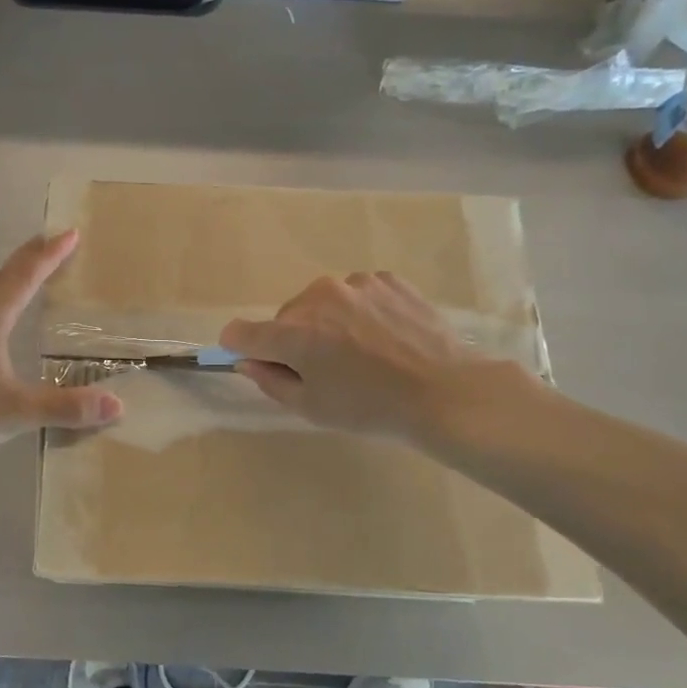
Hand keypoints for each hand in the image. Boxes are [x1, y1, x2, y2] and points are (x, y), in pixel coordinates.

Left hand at [0, 231, 122, 460]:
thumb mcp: (17, 412)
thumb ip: (65, 407)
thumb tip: (116, 404)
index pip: (24, 278)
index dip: (49, 256)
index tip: (70, 234)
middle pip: (4, 277)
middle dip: (31, 256)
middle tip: (54, 240)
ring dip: (14, 276)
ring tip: (33, 270)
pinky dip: (2, 298)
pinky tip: (3, 318)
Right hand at [219, 272, 532, 446]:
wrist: (447, 392)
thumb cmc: (372, 408)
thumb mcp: (312, 407)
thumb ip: (269, 381)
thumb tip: (246, 361)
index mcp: (294, 332)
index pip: (242, 332)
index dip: (239, 346)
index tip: (253, 358)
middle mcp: (318, 297)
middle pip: (286, 317)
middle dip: (294, 339)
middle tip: (325, 369)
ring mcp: (355, 283)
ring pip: (322, 302)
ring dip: (327, 322)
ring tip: (360, 352)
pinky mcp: (385, 278)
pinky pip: (356, 294)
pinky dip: (359, 312)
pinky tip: (383, 336)